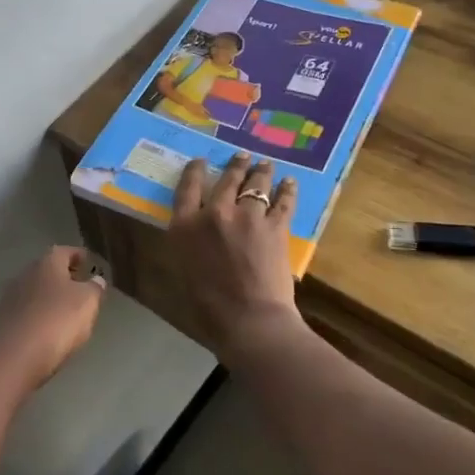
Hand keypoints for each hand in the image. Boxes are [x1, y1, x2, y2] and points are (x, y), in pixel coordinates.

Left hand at [0, 245, 105, 387]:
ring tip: (66, 308)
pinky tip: (48, 326)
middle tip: (80, 285)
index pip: (65, 251)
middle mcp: (26, 273)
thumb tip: (96, 279)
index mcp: (47, 263)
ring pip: (36, 289)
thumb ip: (94, 288)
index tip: (89, 262)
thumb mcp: (88, 302)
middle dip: (63, 275)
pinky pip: (27, 310)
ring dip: (50, 295)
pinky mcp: (3, 320)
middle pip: (47, 269)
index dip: (78, 255)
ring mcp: (11, 297)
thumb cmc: (57, 321)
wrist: (15, 356)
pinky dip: (39, 313)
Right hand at [171, 151, 299, 352]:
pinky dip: (287, 190)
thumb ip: (188, 245)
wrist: (249, 318)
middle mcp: (215, 213)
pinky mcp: (275, 227)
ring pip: (256, 184)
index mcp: (185, 226)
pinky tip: (290, 183)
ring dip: (261, 171)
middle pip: (226, 180)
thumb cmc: (208, 306)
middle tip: (241, 156)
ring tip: (265, 164)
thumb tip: (195, 233)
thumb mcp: (184, 270)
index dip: (195, 171)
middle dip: (235, 165)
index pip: (188, 188)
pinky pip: (283, 202)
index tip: (201, 161)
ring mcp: (247, 217)